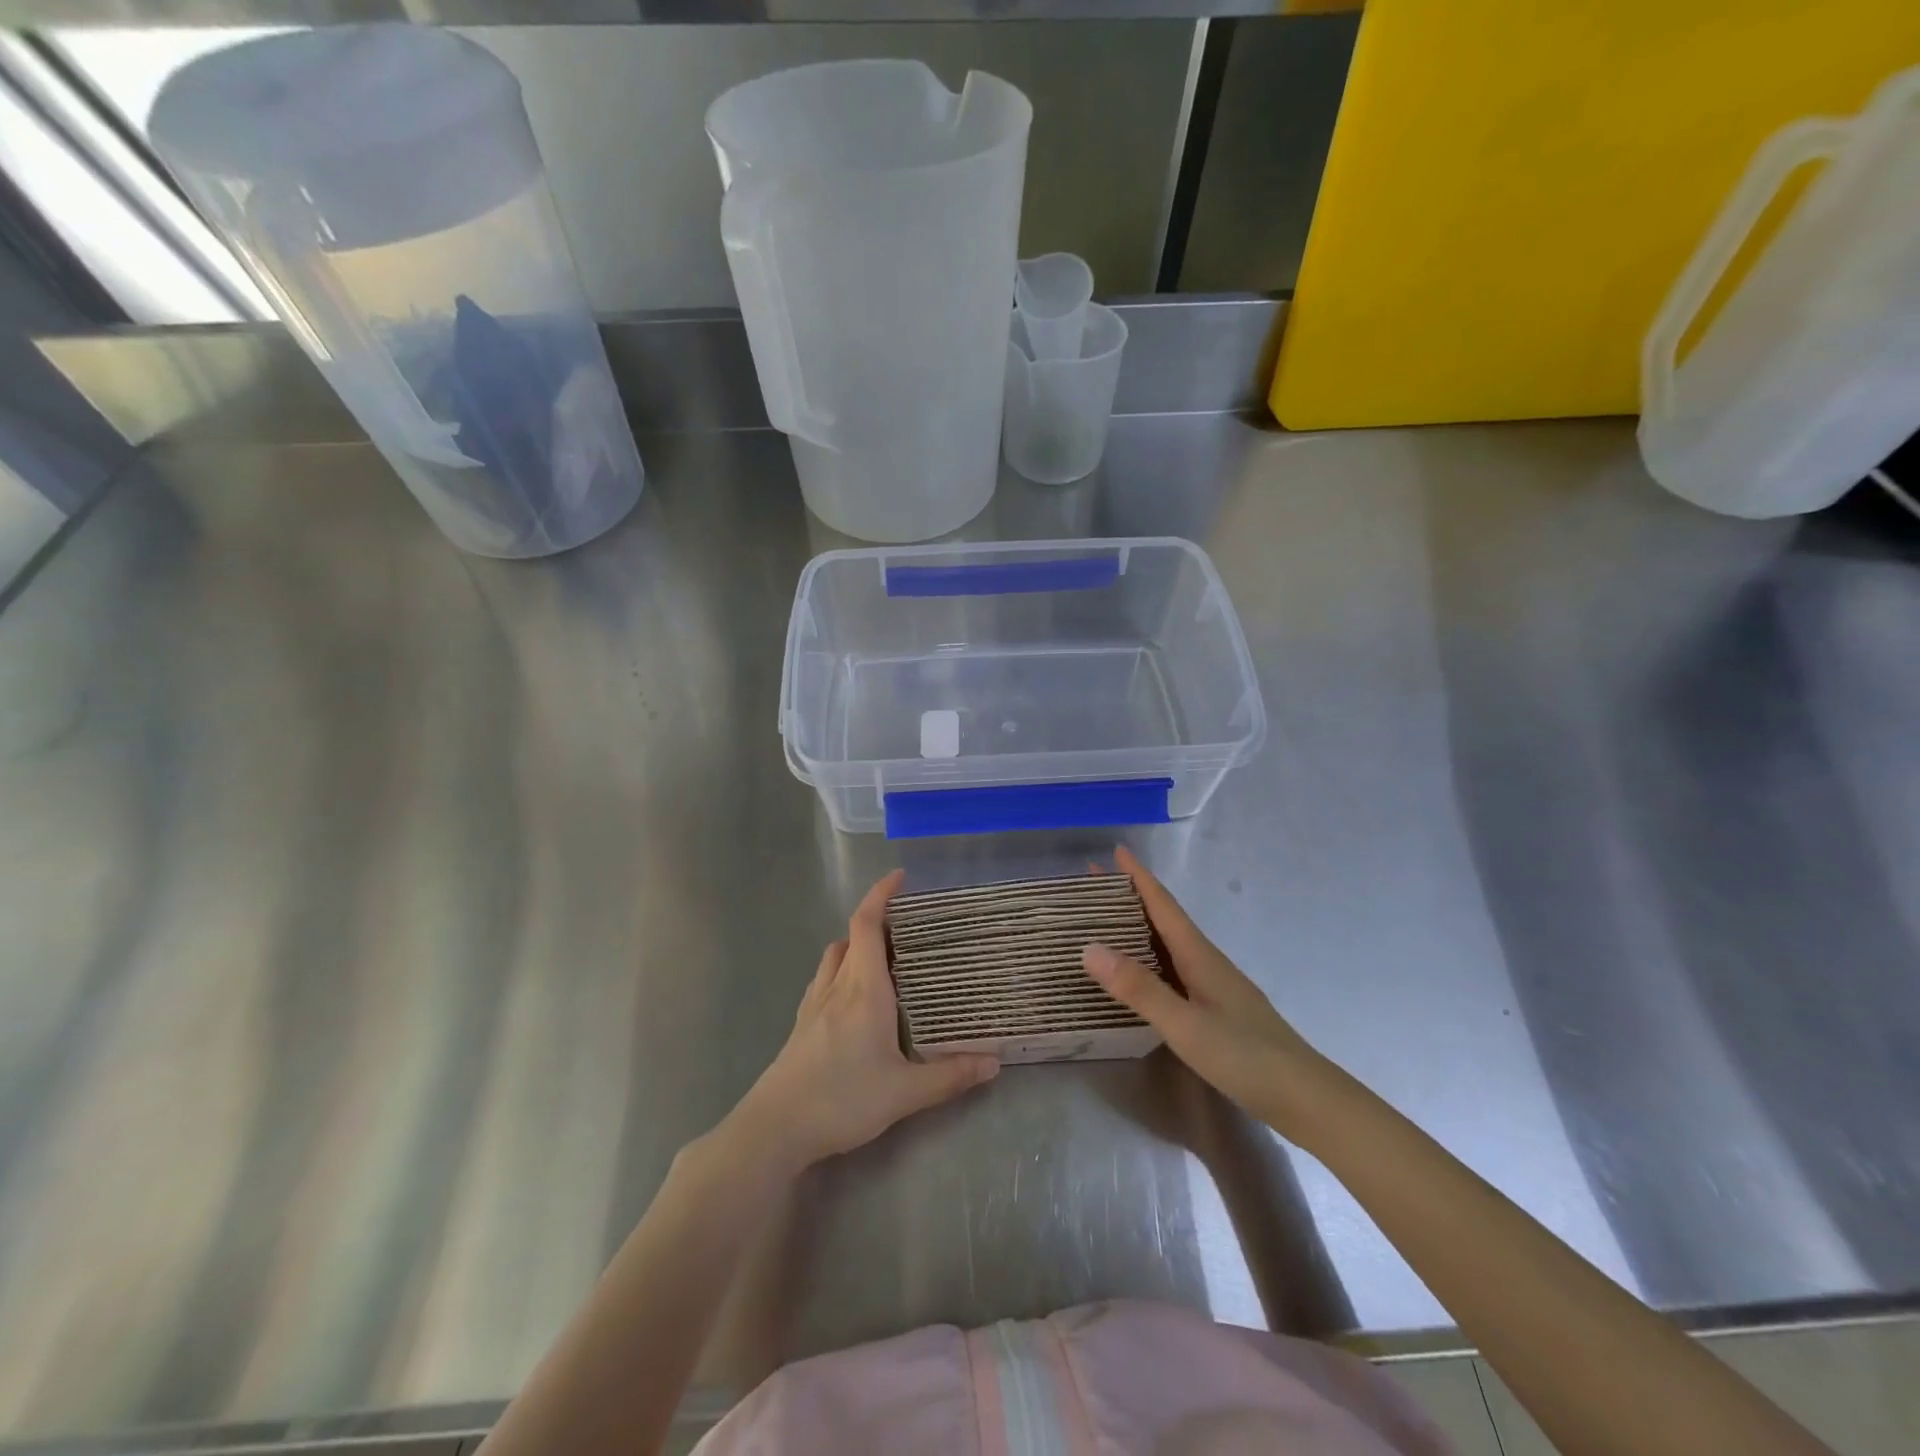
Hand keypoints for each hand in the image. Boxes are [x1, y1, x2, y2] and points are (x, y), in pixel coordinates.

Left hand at [728, 870, 997, 1172]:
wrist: (775, 1128)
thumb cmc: (842, 1099)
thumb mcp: (905, 1093)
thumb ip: (949, 1076)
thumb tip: (993, 1063)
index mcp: (864, 988)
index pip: (868, 924)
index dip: (881, 894)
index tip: (900, 877)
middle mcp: (837, 986)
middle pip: (852, 936)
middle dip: (878, 921)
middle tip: (909, 927)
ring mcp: (814, 1004)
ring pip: (835, 957)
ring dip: (857, 946)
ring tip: (885, 960)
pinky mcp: (802, 1025)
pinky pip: (825, 980)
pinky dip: (842, 972)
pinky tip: (855, 1000)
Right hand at [1082, 846, 1327, 1135]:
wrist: (1305, 1099)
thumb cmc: (1245, 1057)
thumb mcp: (1185, 1024)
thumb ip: (1139, 988)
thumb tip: (1089, 947)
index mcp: (1199, 955)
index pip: (1163, 905)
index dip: (1138, 877)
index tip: (1115, 851)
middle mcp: (1205, 962)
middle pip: (1163, 919)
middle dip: (1130, 898)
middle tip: (1093, 886)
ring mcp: (1213, 986)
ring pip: (1168, 944)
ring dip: (1138, 927)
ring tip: (1105, 923)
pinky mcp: (1215, 1009)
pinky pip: (1172, 969)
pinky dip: (1148, 959)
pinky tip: (1138, 974)